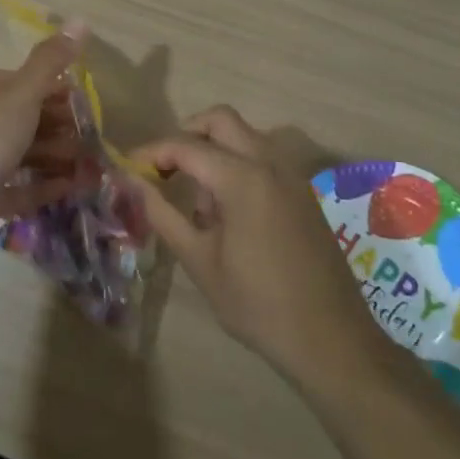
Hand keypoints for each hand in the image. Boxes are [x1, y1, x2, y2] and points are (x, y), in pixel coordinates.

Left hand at [0, 25, 85, 254]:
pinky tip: (69, 187)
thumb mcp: (20, 95)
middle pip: (14, 119)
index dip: (46, 87)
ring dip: (51, 156)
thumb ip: (49, 62)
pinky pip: (11, 187)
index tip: (77, 99)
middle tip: (87, 135)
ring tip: (86, 163)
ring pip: (14, 154)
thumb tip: (79, 20)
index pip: (9, 81)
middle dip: (53, 126)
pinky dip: (39, 185)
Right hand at [127, 107, 385, 386]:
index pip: (186, 146)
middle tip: (163, 168)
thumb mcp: (200, 261)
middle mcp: (269, 163)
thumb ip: (163, 214)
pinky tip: (228, 210)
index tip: (128, 168)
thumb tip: (133, 183)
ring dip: (214, 148)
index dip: (152, 152)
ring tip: (197, 197)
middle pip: (220, 120)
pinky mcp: (303, 191)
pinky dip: (238, 163)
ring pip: (245, 135)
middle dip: (186, 134)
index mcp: (242, 178)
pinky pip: (263, 157)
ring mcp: (291, 175)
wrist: (331, 339)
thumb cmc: (257, 304)